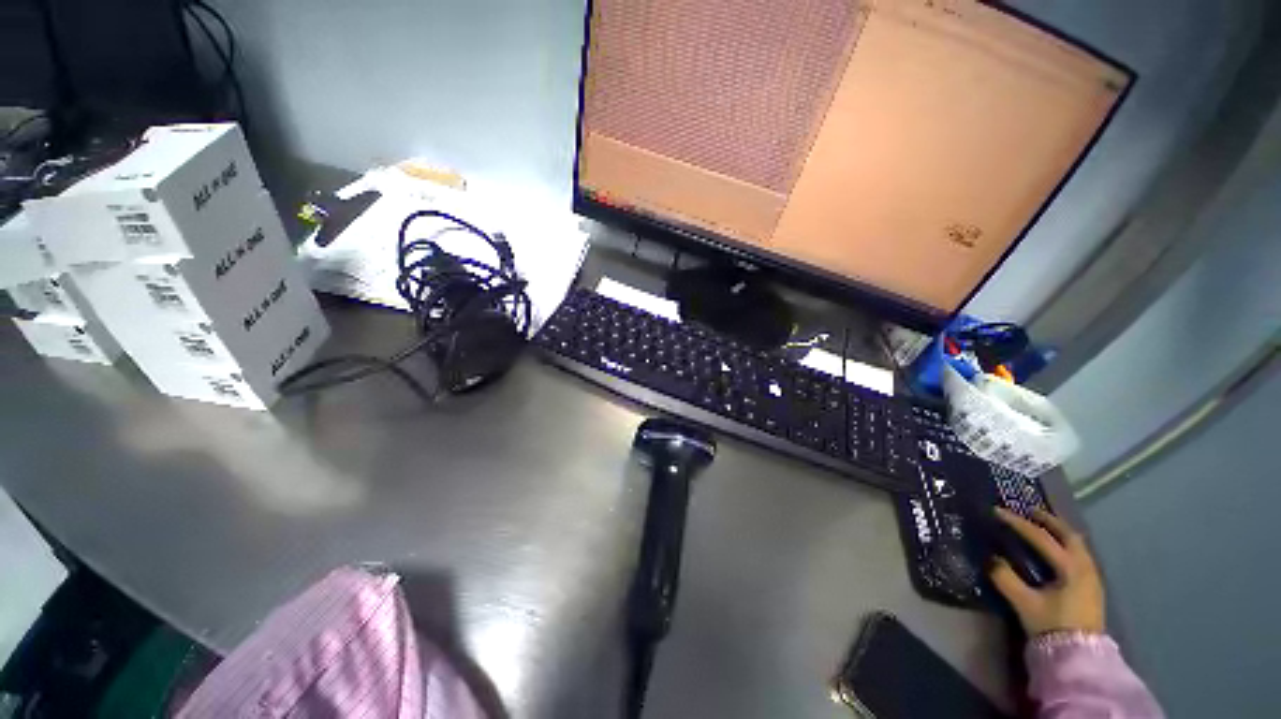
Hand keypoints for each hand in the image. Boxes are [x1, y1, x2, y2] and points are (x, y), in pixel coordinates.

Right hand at [989, 508, 1105, 635]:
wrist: (1079, 657)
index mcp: (1070, 567)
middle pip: (1069, 535)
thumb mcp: (1024, 603)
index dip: (1018, 523)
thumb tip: (991, 558)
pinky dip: (1066, 546)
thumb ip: (1006, 578)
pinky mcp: (1092, 588)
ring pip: (1078, 545)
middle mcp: (1085, 567)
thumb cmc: (1052, 626)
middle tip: (1029, 511)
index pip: (1041, 537)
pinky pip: (1080, 556)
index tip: (997, 511)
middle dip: (1048, 521)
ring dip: (1059, 533)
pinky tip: (1057, 552)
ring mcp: (1092, 578)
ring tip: (1043, 527)